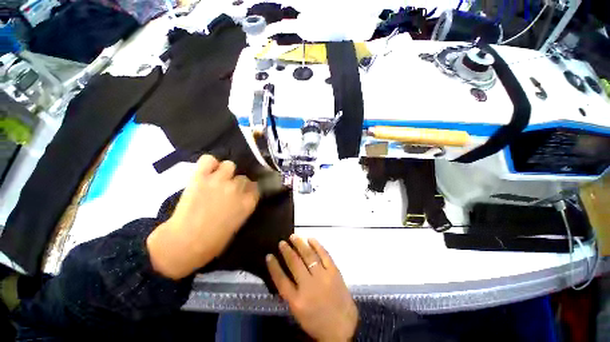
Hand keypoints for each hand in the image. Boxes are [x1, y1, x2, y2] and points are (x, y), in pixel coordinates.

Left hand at [147, 155, 259, 279]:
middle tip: (227, 190)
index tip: (243, 193)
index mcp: (248, 203)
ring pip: (229, 165)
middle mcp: (237, 188)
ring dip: (225, 172)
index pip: (255, 187)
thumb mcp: (237, 225)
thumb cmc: (213, 241)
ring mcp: (219, 181)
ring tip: (217, 179)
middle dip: (237, 183)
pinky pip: (208, 159)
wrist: (185, 243)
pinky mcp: (201, 177)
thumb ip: (242, 208)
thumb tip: (241, 199)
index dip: (248, 190)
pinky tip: (206, 171)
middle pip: (243, 177)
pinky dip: (209, 163)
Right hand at [266, 235, 357, 341]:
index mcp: (297, 301)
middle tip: (282, 242)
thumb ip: (290, 292)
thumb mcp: (298, 312)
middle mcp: (309, 286)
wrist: (343, 327)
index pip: (281, 280)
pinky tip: (310, 239)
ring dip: (300, 244)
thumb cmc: (317, 322)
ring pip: (309, 255)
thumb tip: (283, 272)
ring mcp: (323, 277)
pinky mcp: (334, 272)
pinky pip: (324, 254)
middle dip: (286, 251)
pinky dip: (317, 245)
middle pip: (294, 263)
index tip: (269, 255)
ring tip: (293, 236)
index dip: (273, 266)